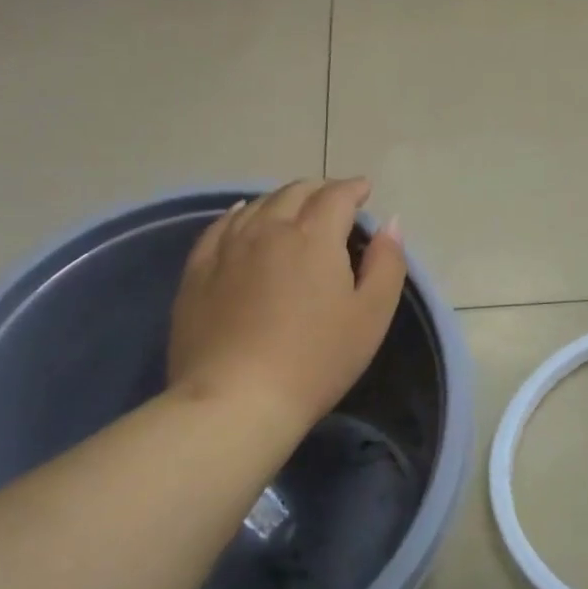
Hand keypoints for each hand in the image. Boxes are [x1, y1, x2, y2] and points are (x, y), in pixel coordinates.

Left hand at [167, 179, 406, 431]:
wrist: (235, 400)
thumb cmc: (316, 361)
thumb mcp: (371, 316)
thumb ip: (387, 264)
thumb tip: (389, 222)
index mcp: (314, 236)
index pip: (337, 195)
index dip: (354, 189)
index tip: (364, 190)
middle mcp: (268, 228)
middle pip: (295, 192)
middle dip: (320, 190)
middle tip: (334, 200)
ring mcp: (228, 247)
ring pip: (257, 204)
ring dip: (282, 199)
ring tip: (294, 208)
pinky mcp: (198, 270)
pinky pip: (220, 226)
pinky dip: (239, 213)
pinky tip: (242, 216)